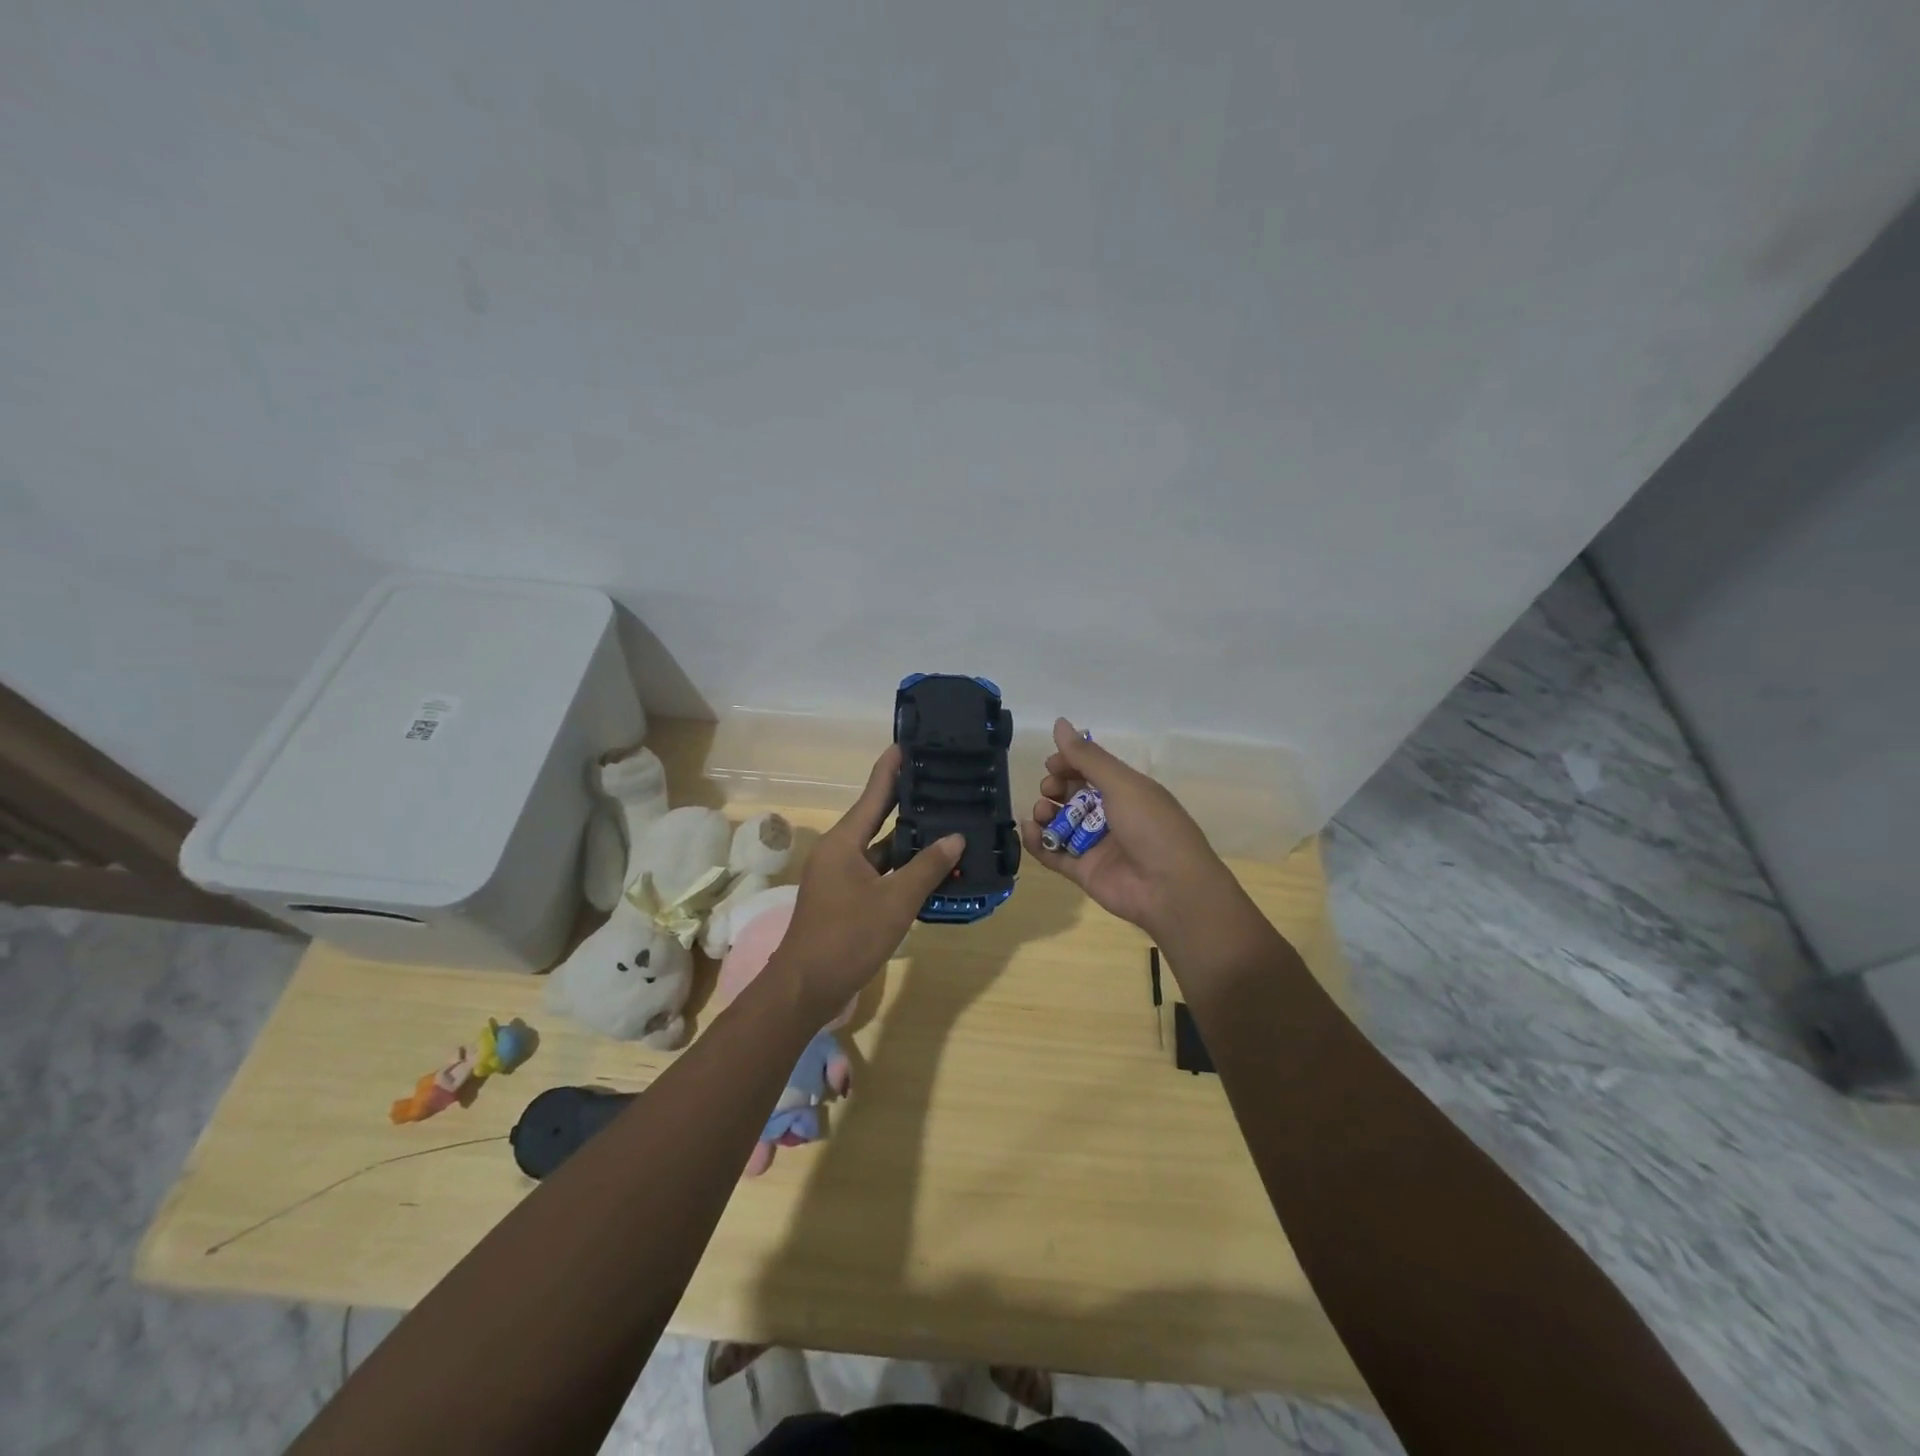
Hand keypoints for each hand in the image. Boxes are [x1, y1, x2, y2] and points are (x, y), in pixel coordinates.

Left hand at [769, 745, 962, 1018]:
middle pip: (878, 817)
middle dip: (909, 801)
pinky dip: (903, 867)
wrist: (806, 987)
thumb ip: (927, 867)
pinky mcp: (847, 897)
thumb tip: (955, 838)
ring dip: (910, 839)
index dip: (893, 767)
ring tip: (947, 820)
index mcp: (845, 841)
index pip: (874, 793)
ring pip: (882, 848)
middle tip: (942, 780)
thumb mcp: (895, 901)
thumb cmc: (848, 937)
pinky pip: (880, 872)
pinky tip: (932, 866)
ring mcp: (842, 876)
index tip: (910, 743)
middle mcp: (841, 851)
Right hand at [1021, 718, 1251, 953]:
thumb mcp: (1122, 784)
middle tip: (1050, 790)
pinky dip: (1038, 842)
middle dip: (1055, 788)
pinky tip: (1029, 831)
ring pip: (1060, 823)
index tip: (1052, 764)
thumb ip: (1087, 757)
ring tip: (1040, 813)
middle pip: (1073, 795)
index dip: (1069, 764)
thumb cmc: (1152, 827)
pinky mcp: (1083, 871)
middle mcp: (1110, 815)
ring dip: (1044, 813)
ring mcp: (1096, 845)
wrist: (1170, 889)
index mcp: (1127, 791)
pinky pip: (1054, 853)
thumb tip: (1059, 722)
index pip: (1091, 770)